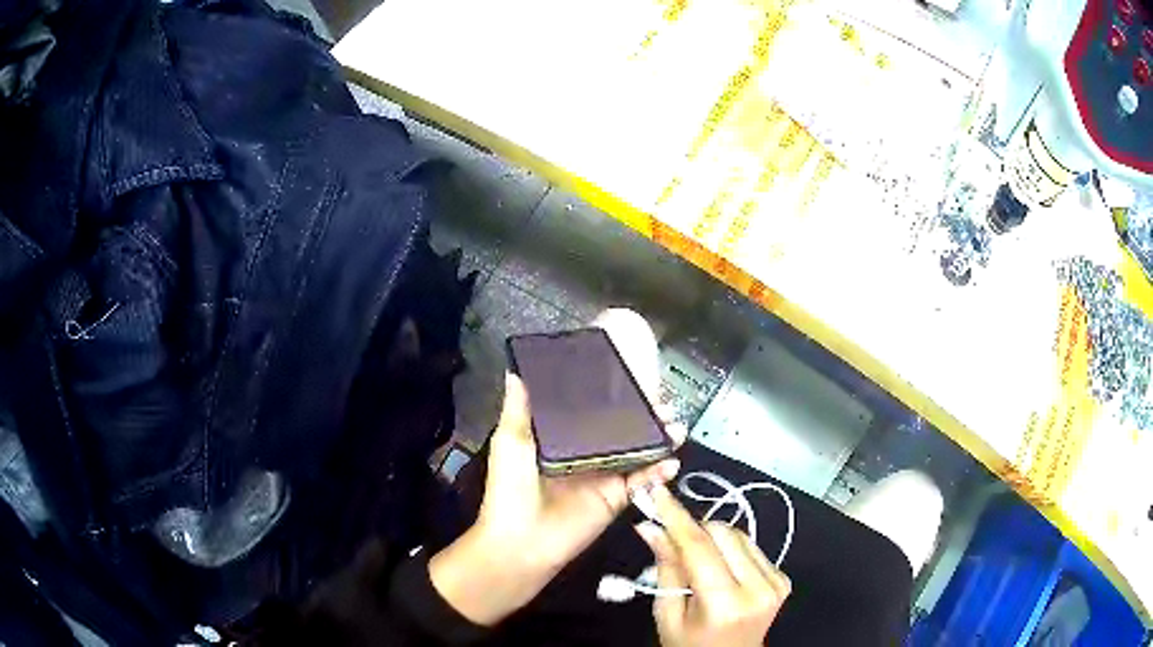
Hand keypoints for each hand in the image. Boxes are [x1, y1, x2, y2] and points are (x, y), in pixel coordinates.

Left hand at [430, 374, 684, 625]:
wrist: (521, 540)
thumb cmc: (510, 488)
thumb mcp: (510, 442)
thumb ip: (518, 409)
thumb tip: (515, 371)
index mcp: (560, 439)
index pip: (590, 412)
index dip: (611, 396)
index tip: (632, 377)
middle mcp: (586, 455)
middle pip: (621, 430)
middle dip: (644, 416)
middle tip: (663, 400)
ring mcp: (604, 477)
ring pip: (638, 453)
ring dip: (659, 439)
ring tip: (676, 425)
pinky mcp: (615, 498)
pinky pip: (642, 482)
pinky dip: (659, 472)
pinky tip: (672, 461)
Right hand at [635, 484, 790, 646]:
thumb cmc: (690, 645)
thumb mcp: (667, 615)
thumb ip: (666, 568)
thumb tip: (651, 526)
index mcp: (724, 604)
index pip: (698, 548)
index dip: (676, 517)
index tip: (657, 492)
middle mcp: (757, 588)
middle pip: (723, 532)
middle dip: (694, 529)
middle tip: (670, 536)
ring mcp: (775, 581)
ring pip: (739, 534)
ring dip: (712, 537)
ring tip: (695, 558)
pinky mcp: (782, 578)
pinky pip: (751, 546)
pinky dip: (730, 548)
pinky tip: (719, 566)